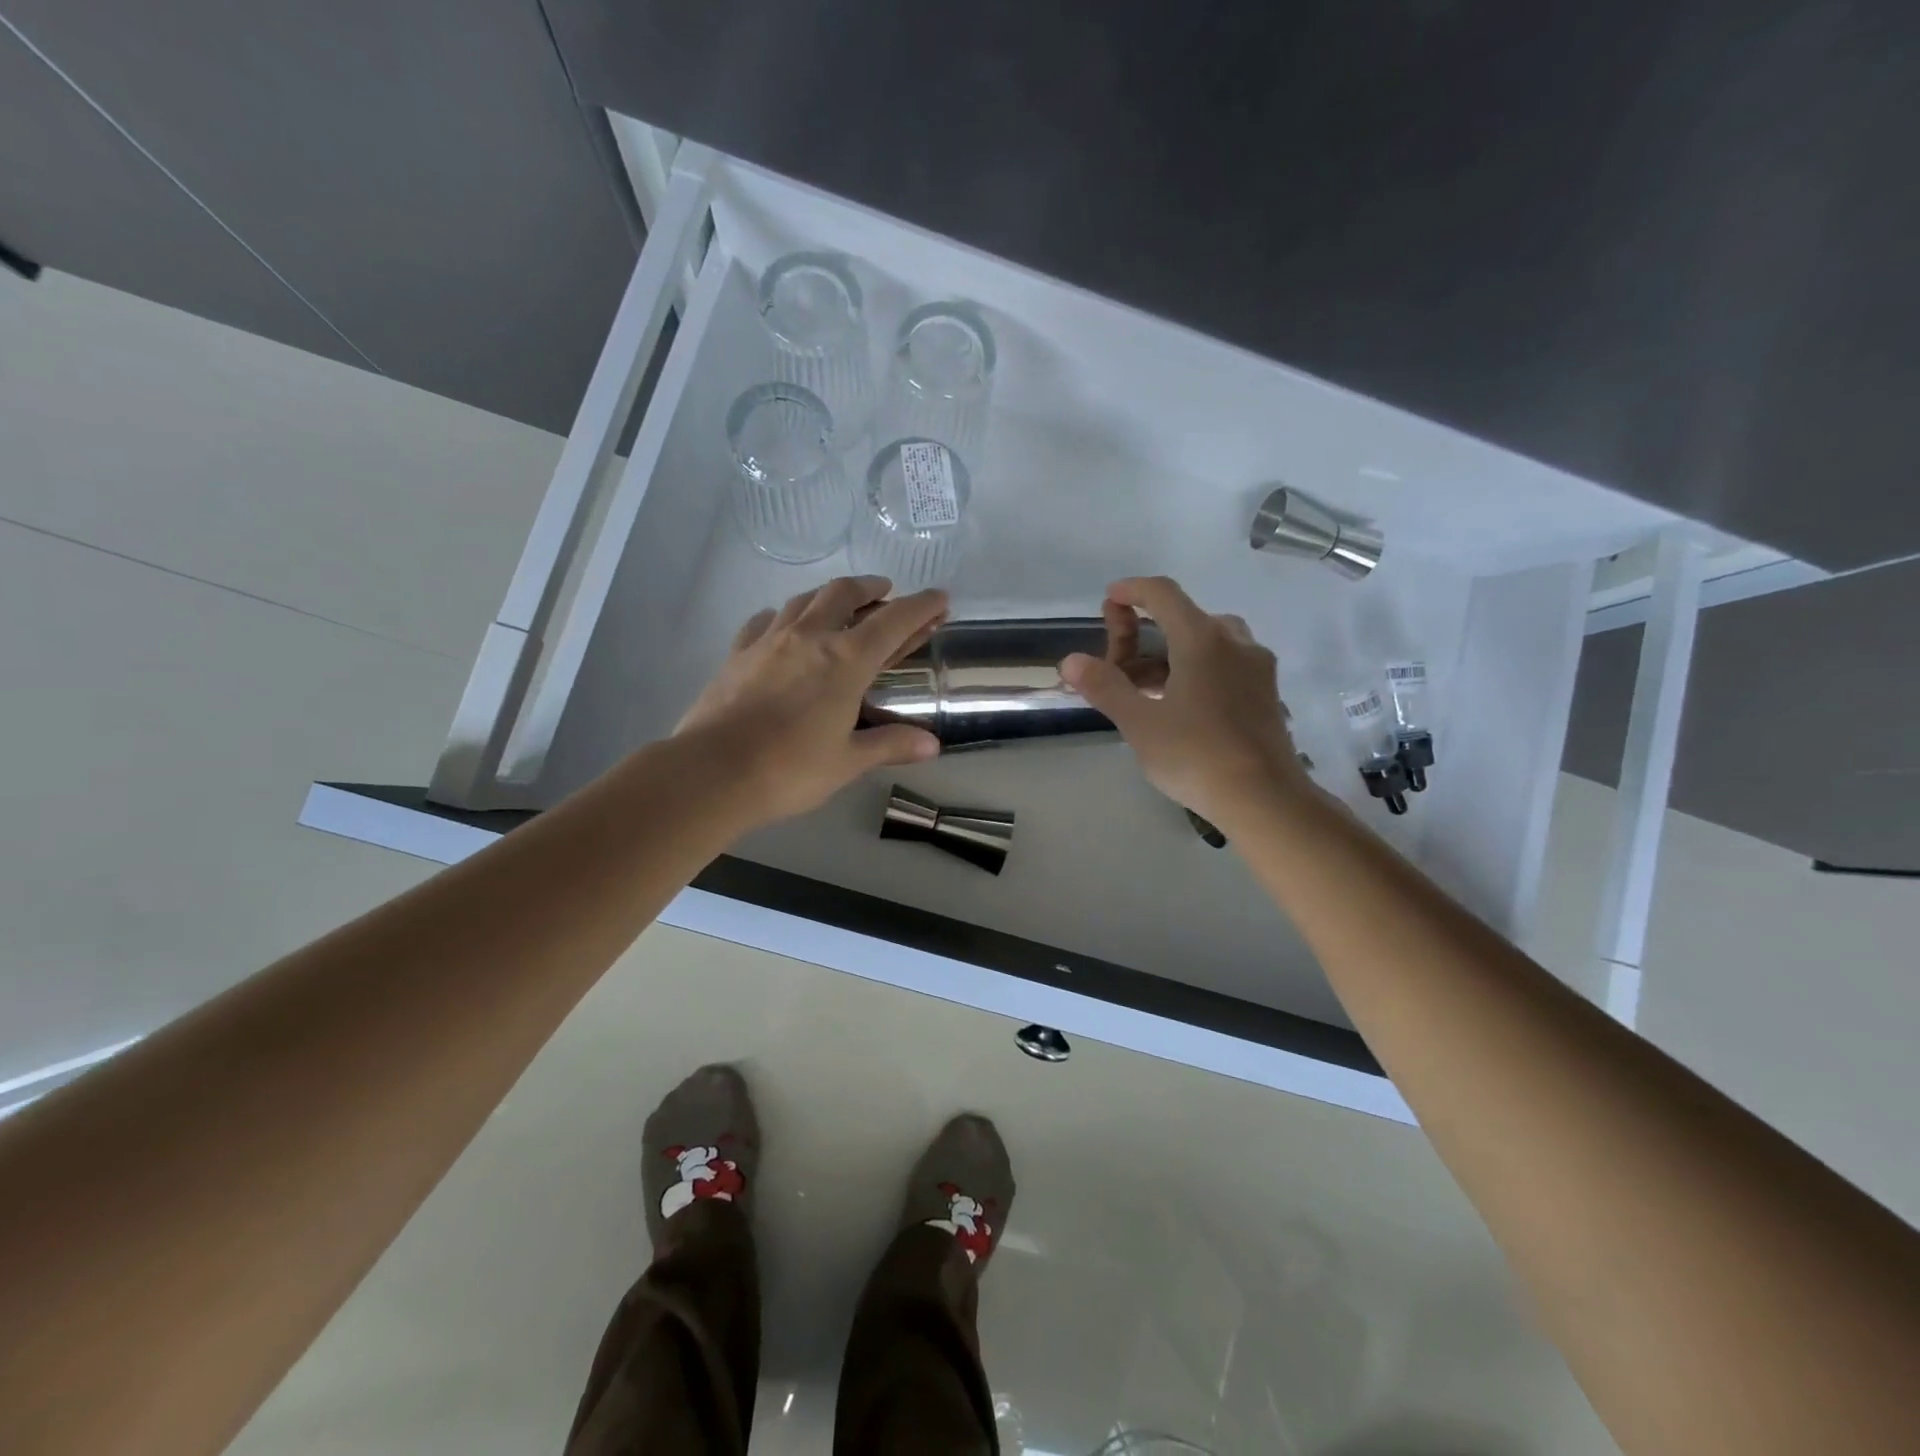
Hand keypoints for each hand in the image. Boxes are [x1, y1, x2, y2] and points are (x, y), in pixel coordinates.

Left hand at [675, 576, 946, 827]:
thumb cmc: (790, 769)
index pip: (894, 621)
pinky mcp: (738, 652)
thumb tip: (932, 745)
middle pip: (844, 593)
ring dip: (830, 595)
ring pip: (804, 599)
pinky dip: (785, 615)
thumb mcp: (848, 761)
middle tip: (885, 592)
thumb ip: (890, 745)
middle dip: (871, 587)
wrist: (712, 772)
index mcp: (846, 660)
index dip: (921, 606)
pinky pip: (766, 620)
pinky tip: (784, 625)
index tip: (939, 597)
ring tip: (840, 604)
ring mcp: (769, 640)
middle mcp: (810, 637)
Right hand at [1060, 576, 1310, 827]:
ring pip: (1207, 642)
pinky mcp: (1266, 693)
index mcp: (1202, 639)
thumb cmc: (1196, 755)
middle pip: (1184, 618)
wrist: (1265, 799)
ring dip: (1171, 653)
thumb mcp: (1139, 723)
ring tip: (1143, 687)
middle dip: (1146, 631)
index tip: (1109, 600)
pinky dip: (1196, 669)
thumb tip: (1070, 661)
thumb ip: (1105, 686)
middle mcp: (1235, 642)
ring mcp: (1256, 667)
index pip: (1163, 594)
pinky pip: (1225, 663)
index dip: (1131, 591)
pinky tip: (1179, 703)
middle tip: (1117, 663)